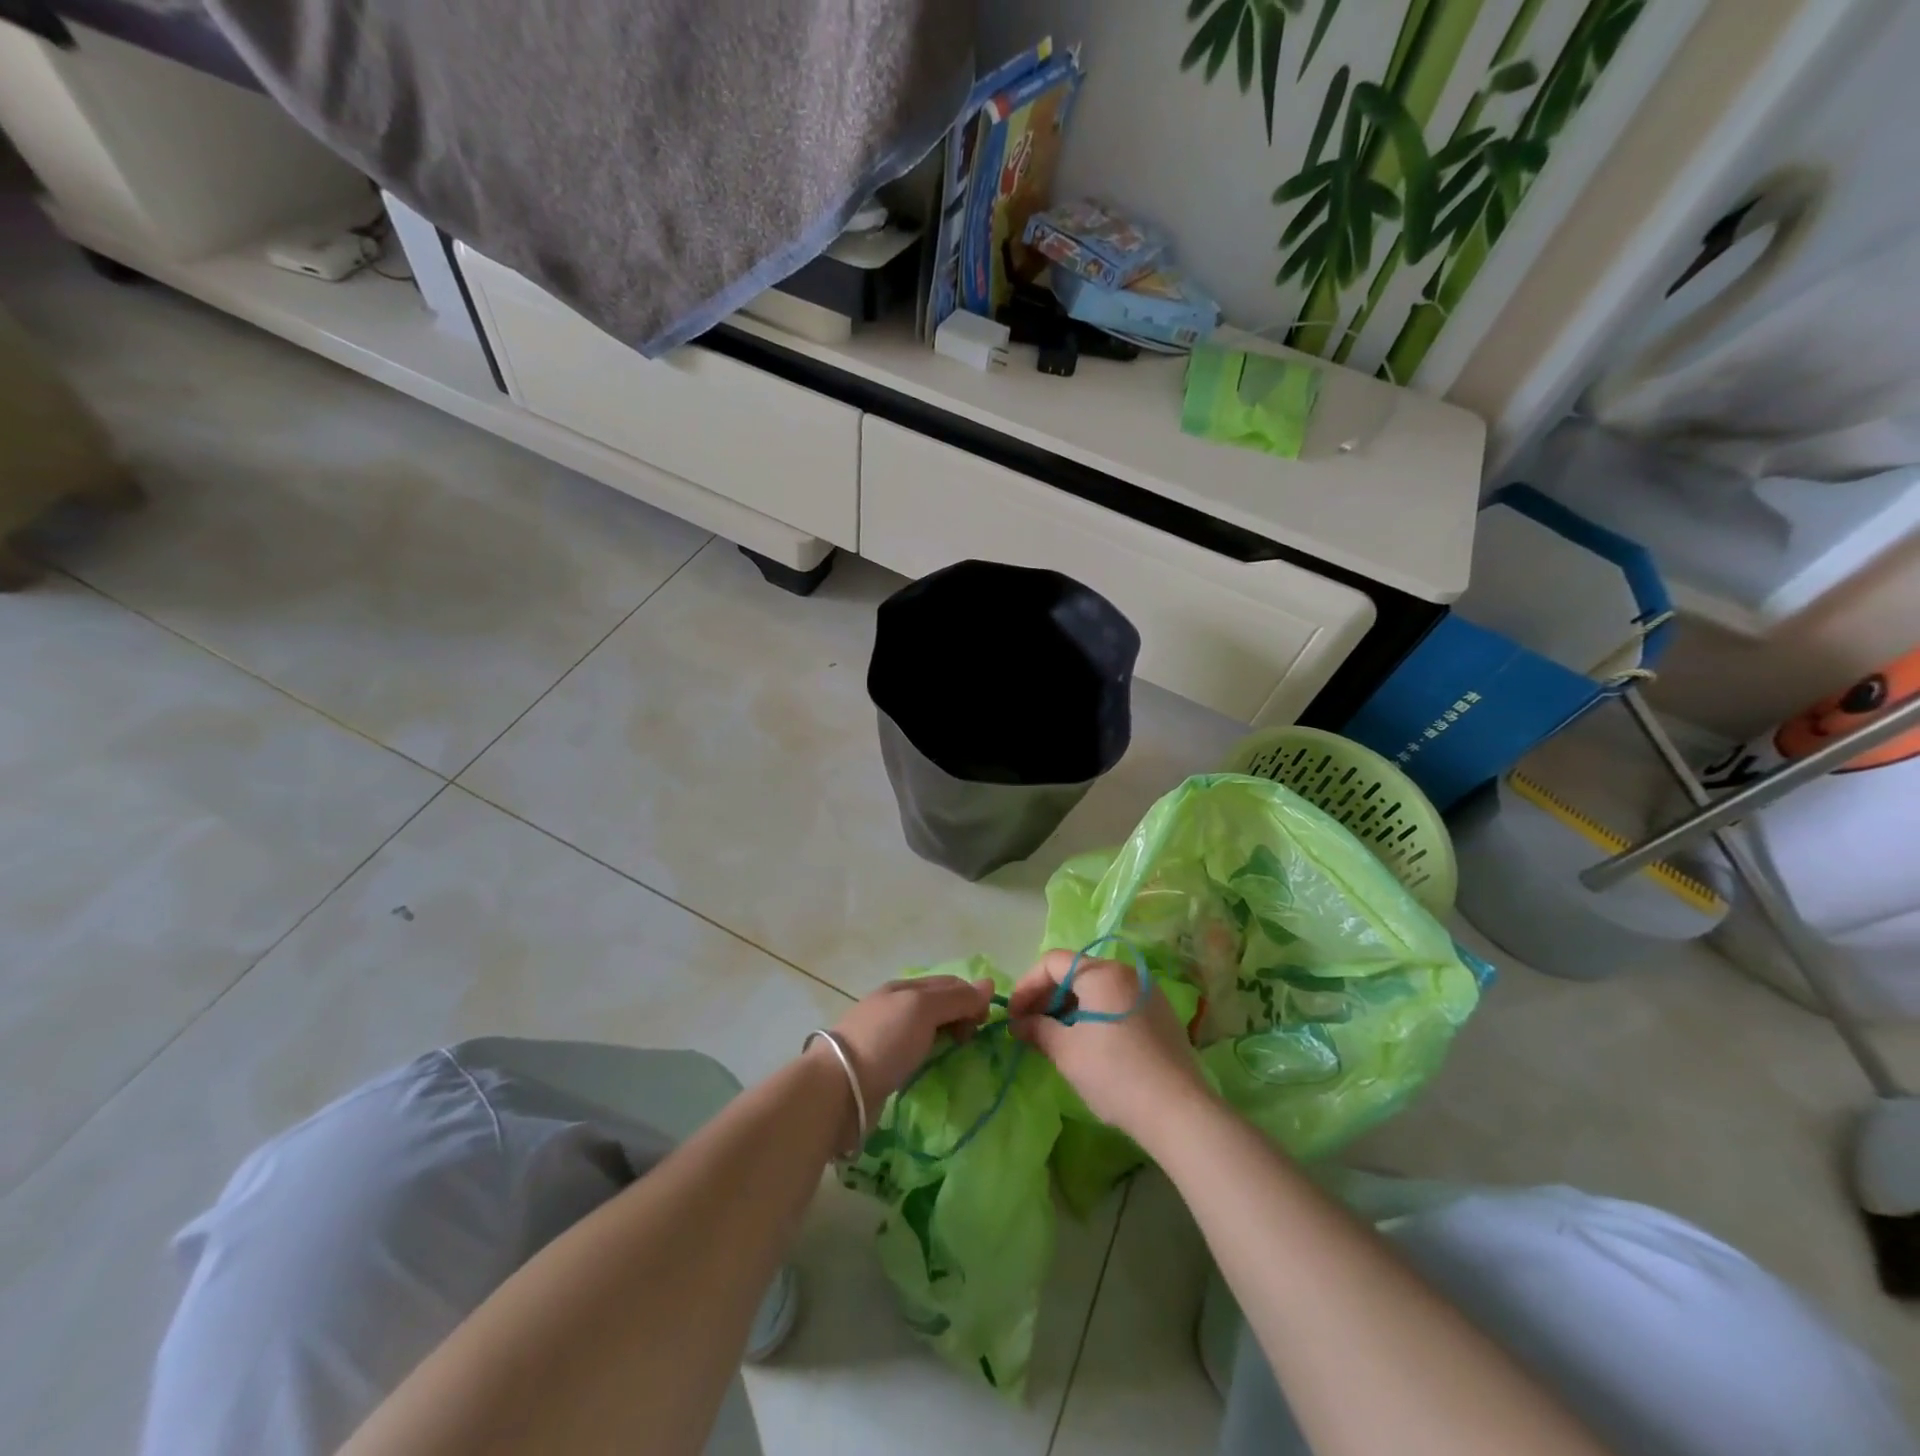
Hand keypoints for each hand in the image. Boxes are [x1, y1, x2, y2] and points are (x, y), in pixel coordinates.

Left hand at [822, 974, 996, 1122]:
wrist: (839, 1087)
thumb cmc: (884, 1040)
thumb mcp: (923, 1009)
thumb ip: (956, 998)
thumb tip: (989, 984)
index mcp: (904, 987)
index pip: (949, 983)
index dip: (971, 997)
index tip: (984, 1023)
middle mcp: (895, 1006)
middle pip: (939, 1004)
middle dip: (961, 1016)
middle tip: (970, 1040)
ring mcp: (886, 1036)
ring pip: (928, 1029)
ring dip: (947, 1036)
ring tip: (957, 1054)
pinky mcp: (882, 1065)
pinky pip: (915, 1052)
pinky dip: (931, 1054)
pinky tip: (934, 1066)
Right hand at [1006, 950, 1210, 1144]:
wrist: (1177, 1111)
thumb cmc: (1113, 1073)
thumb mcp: (1066, 1051)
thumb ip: (1037, 1029)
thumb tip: (1019, 1023)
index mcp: (1102, 972)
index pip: (1052, 963)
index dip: (1026, 986)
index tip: (1013, 1015)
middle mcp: (1127, 972)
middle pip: (1076, 972)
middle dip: (1047, 997)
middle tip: (1030, 1027)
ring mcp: (1148, 993)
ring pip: (1097, 989)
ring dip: (1070, 1008)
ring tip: (1055, 1037)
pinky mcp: (1160, 1015)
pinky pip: (1117, 1003)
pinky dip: (1094, 1015)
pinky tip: (1087, 1043)